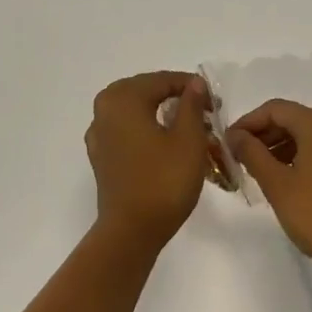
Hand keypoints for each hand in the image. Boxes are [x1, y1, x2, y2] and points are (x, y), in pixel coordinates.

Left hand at [85, 72, 211, 250]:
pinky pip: (124, 129)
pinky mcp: (100, 156)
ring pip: (133, 109)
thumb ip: (191, 105)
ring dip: (158, 112)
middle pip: (144, 90)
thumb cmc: (163, 181)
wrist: (131, 231)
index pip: (161, 80)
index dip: (190, 87)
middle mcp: (104, 109)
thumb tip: (194, 83)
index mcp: (123, 99)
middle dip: (173, 96)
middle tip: (200, 109)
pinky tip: (162, 142)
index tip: (214, 102)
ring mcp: (98, 134)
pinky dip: (144, 128)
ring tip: (185, 125)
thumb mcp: (188, 139)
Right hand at [227, 100, 311, 283]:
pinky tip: (285, 179)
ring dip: (280, 146)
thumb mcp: (278, 185)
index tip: (228, 143)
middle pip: (292, 119)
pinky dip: (299, 156)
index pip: (274, 109)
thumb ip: (252, 154)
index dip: (248, 122)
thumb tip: (235, 135)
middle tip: (239, 158)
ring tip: (257, 171)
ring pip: (306, 134)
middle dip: (263, 135)